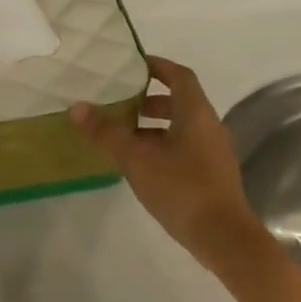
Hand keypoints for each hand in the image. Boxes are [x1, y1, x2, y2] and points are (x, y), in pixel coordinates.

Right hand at [70, 56, 265, 271]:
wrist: (223, 236)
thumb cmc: (181, 189)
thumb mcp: (137, 160)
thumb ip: (107, 133)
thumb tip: (77, 107)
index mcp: (195, 113)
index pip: (179, 76)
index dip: (157, 66)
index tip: (133, 65)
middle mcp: (209, 126)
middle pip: (180, 102)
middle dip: (150, 100)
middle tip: (120, 104)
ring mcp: (213, 151)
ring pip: (181, 127)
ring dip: (154, 126)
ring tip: (124, 137)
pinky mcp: (212, 173)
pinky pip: (185, 147)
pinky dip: (163, 146)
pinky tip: (142, 165)